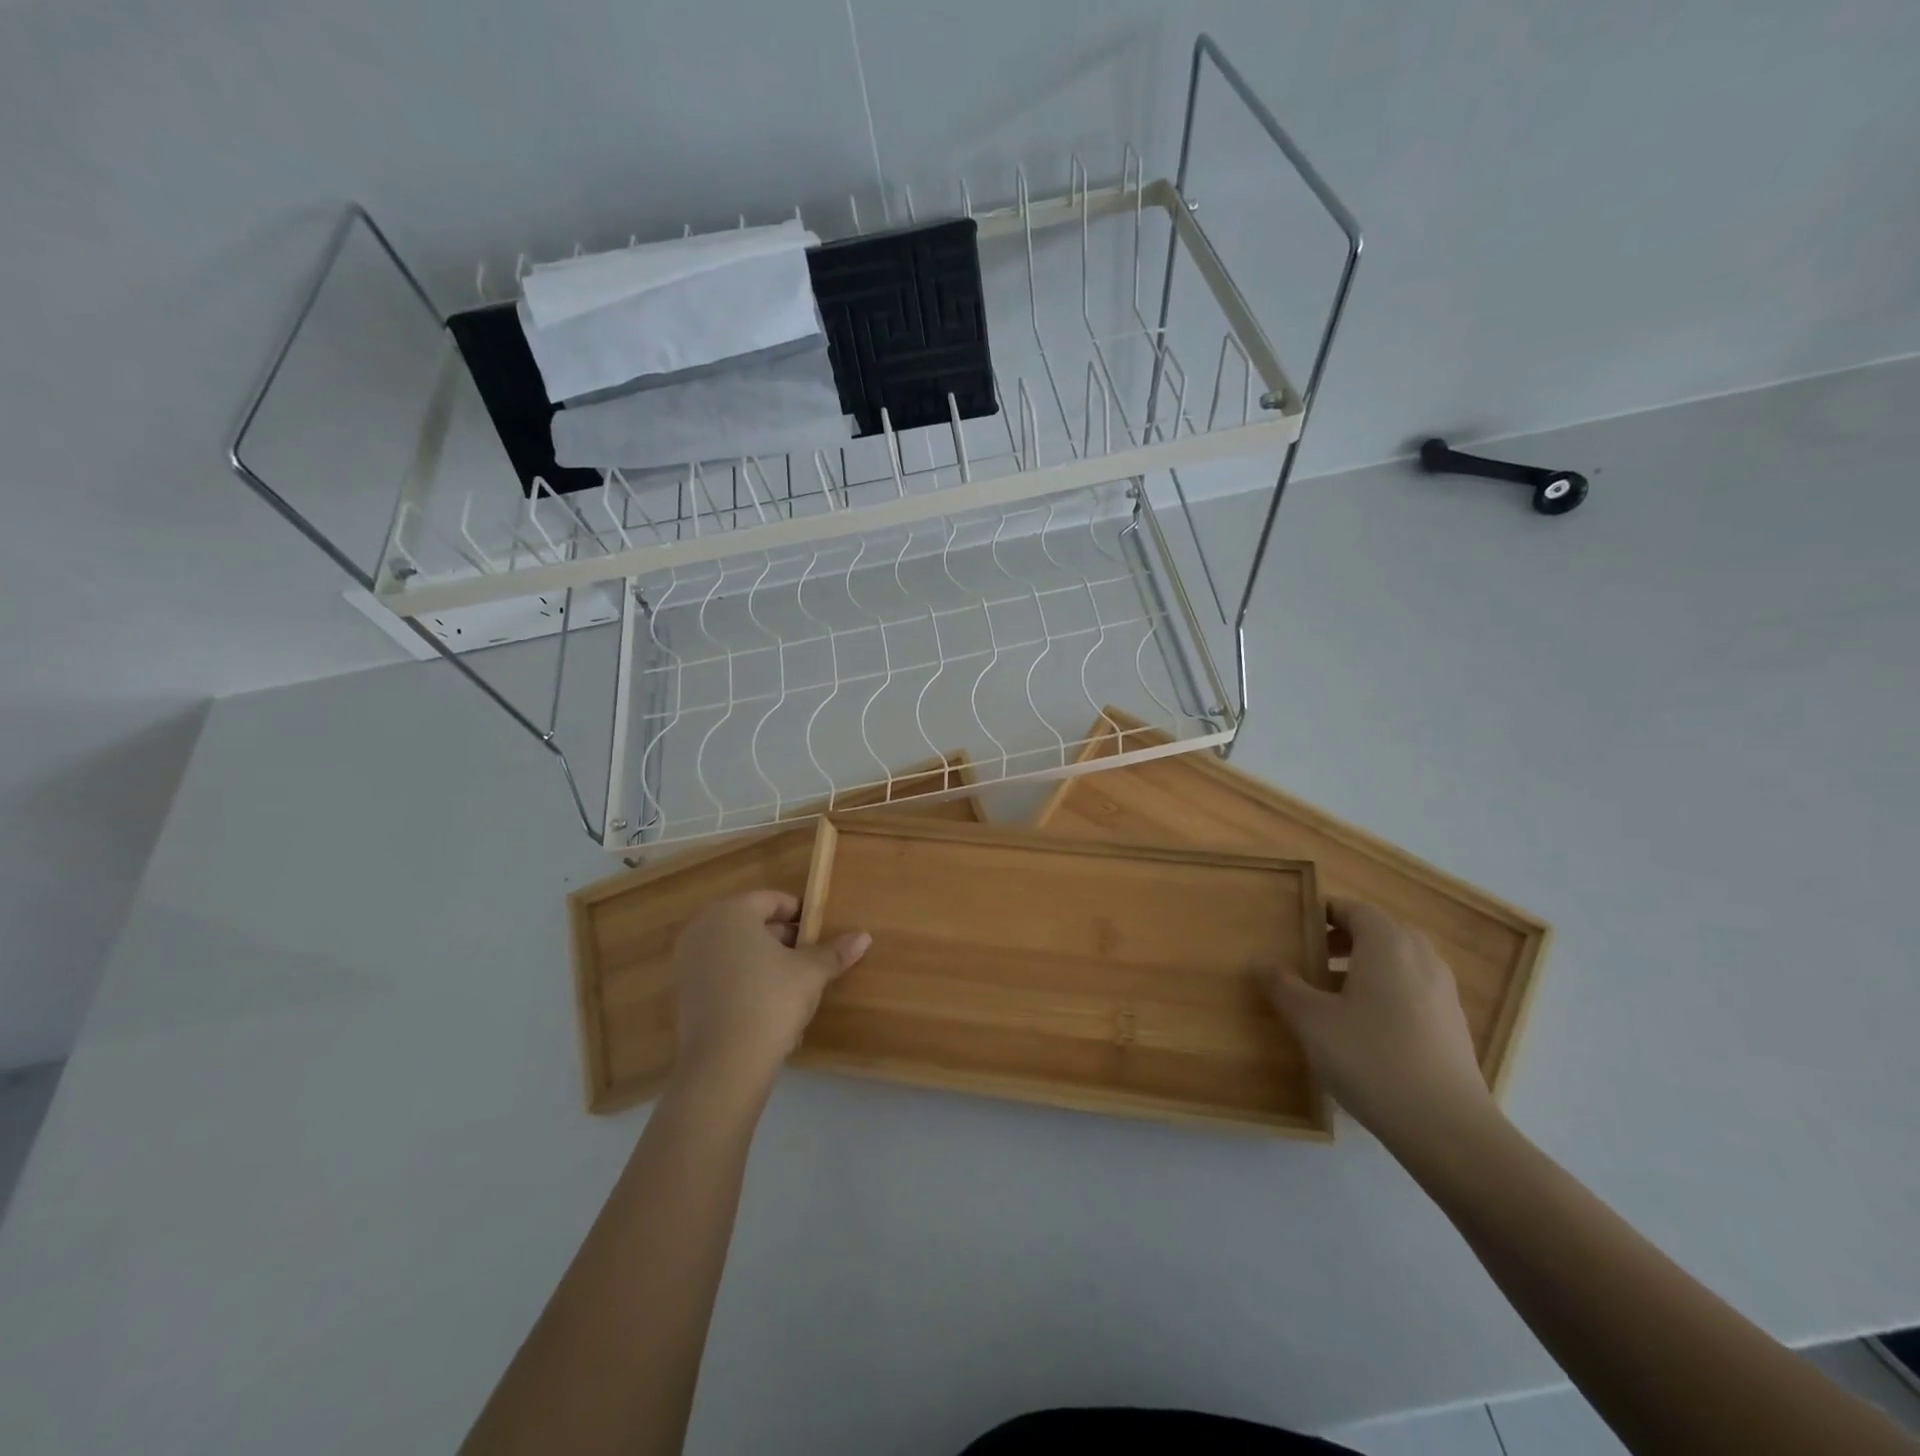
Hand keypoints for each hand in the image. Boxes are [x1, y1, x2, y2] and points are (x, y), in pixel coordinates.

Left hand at [671, 890, 870, 1087]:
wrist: (724, 1065)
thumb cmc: (770, 1001)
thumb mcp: (810, 973)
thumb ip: (834, 952)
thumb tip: (864, 937)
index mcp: (731, 912)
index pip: (772, 900)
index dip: (801, 914)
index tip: (820, 933)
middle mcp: (703, 929)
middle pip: (752, 924)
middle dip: (783, 938)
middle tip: (810, 958)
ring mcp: (688, 962)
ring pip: (737, 950)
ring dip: (764, 961)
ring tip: (794, 984)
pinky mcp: (684, 993)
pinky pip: (722, 974)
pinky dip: (744, 981)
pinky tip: (768, 1006)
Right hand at [1270, 898, 1497, 1151]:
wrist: (1446, 1127)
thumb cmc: (1370, 1058)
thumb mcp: (1311, 1020)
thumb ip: (1283, 986)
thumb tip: (1262, 964)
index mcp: (1387, 943)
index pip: (1354, 909)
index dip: (1323, 914)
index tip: (1296, 930)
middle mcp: (1421, 957)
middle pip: (1379, 931)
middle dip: (1344, 939)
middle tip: (1311, 959)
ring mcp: (1443, 992)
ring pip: (1399, 962)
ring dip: (1365, 966)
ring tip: (1333, 995)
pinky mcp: (1453, 1025)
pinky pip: (1414, 990)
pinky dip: (1387, 992)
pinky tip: (1365, 1029)